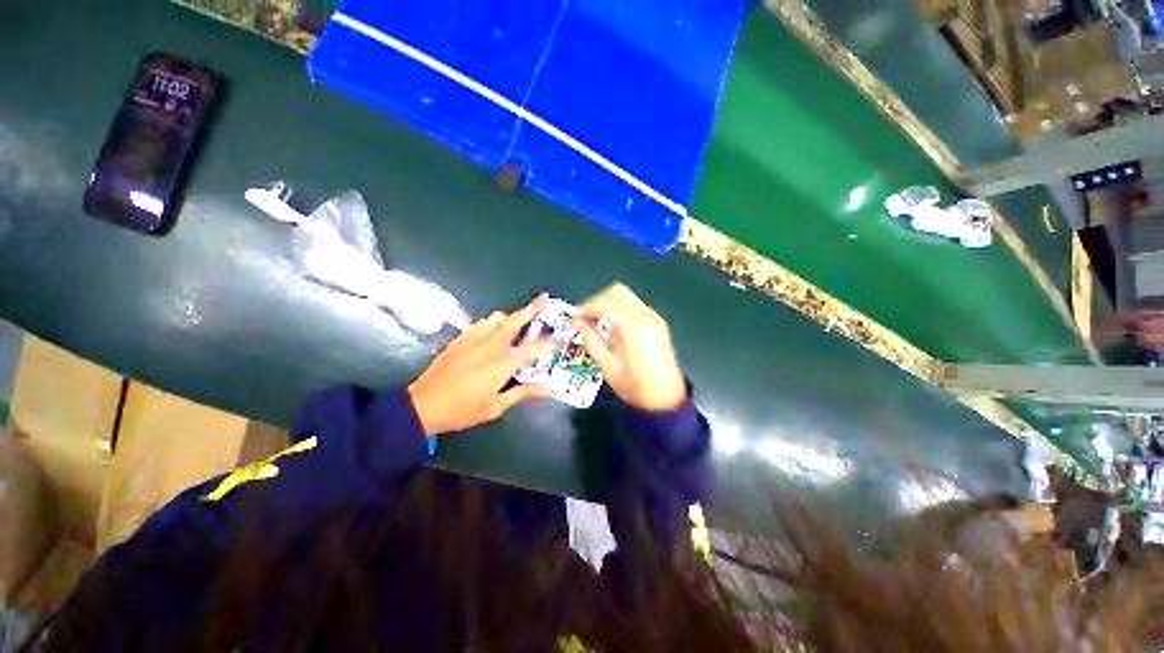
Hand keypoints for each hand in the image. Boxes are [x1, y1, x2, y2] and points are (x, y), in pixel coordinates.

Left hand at [408, 294, 551, 434]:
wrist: (423, 405)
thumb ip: (523, 393)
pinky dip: (492, 322)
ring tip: (519, 320)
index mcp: (504, 363)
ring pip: (498, 318)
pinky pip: (482, 323)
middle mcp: (492, 345)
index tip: (559, 338)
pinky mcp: (461, 339)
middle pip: (516, 321)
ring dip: (512, 316)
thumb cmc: (463, 409)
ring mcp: (475, 339)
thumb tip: (547, 391)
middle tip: (544, 297)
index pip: (534, 349)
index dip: (549, 343)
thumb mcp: (496, 407)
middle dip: (533, 308)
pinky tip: (493, 330)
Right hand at [573, 283, 686, 411]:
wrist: (666, 399)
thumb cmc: (635, 386)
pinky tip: (614, 328)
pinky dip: (620, 310)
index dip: (586, 307)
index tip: (576, 319)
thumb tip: (578, 322)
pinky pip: (635, 306)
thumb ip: (591, 340)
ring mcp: (654, 318)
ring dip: (609, 304)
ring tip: (598, 323)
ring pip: (627, 296)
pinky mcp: (658, 323)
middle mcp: (645, 315)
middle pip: (617, 291)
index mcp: (633, 326)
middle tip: (587, 318)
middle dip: (598, 301)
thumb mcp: (607, 366)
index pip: (604, 302)